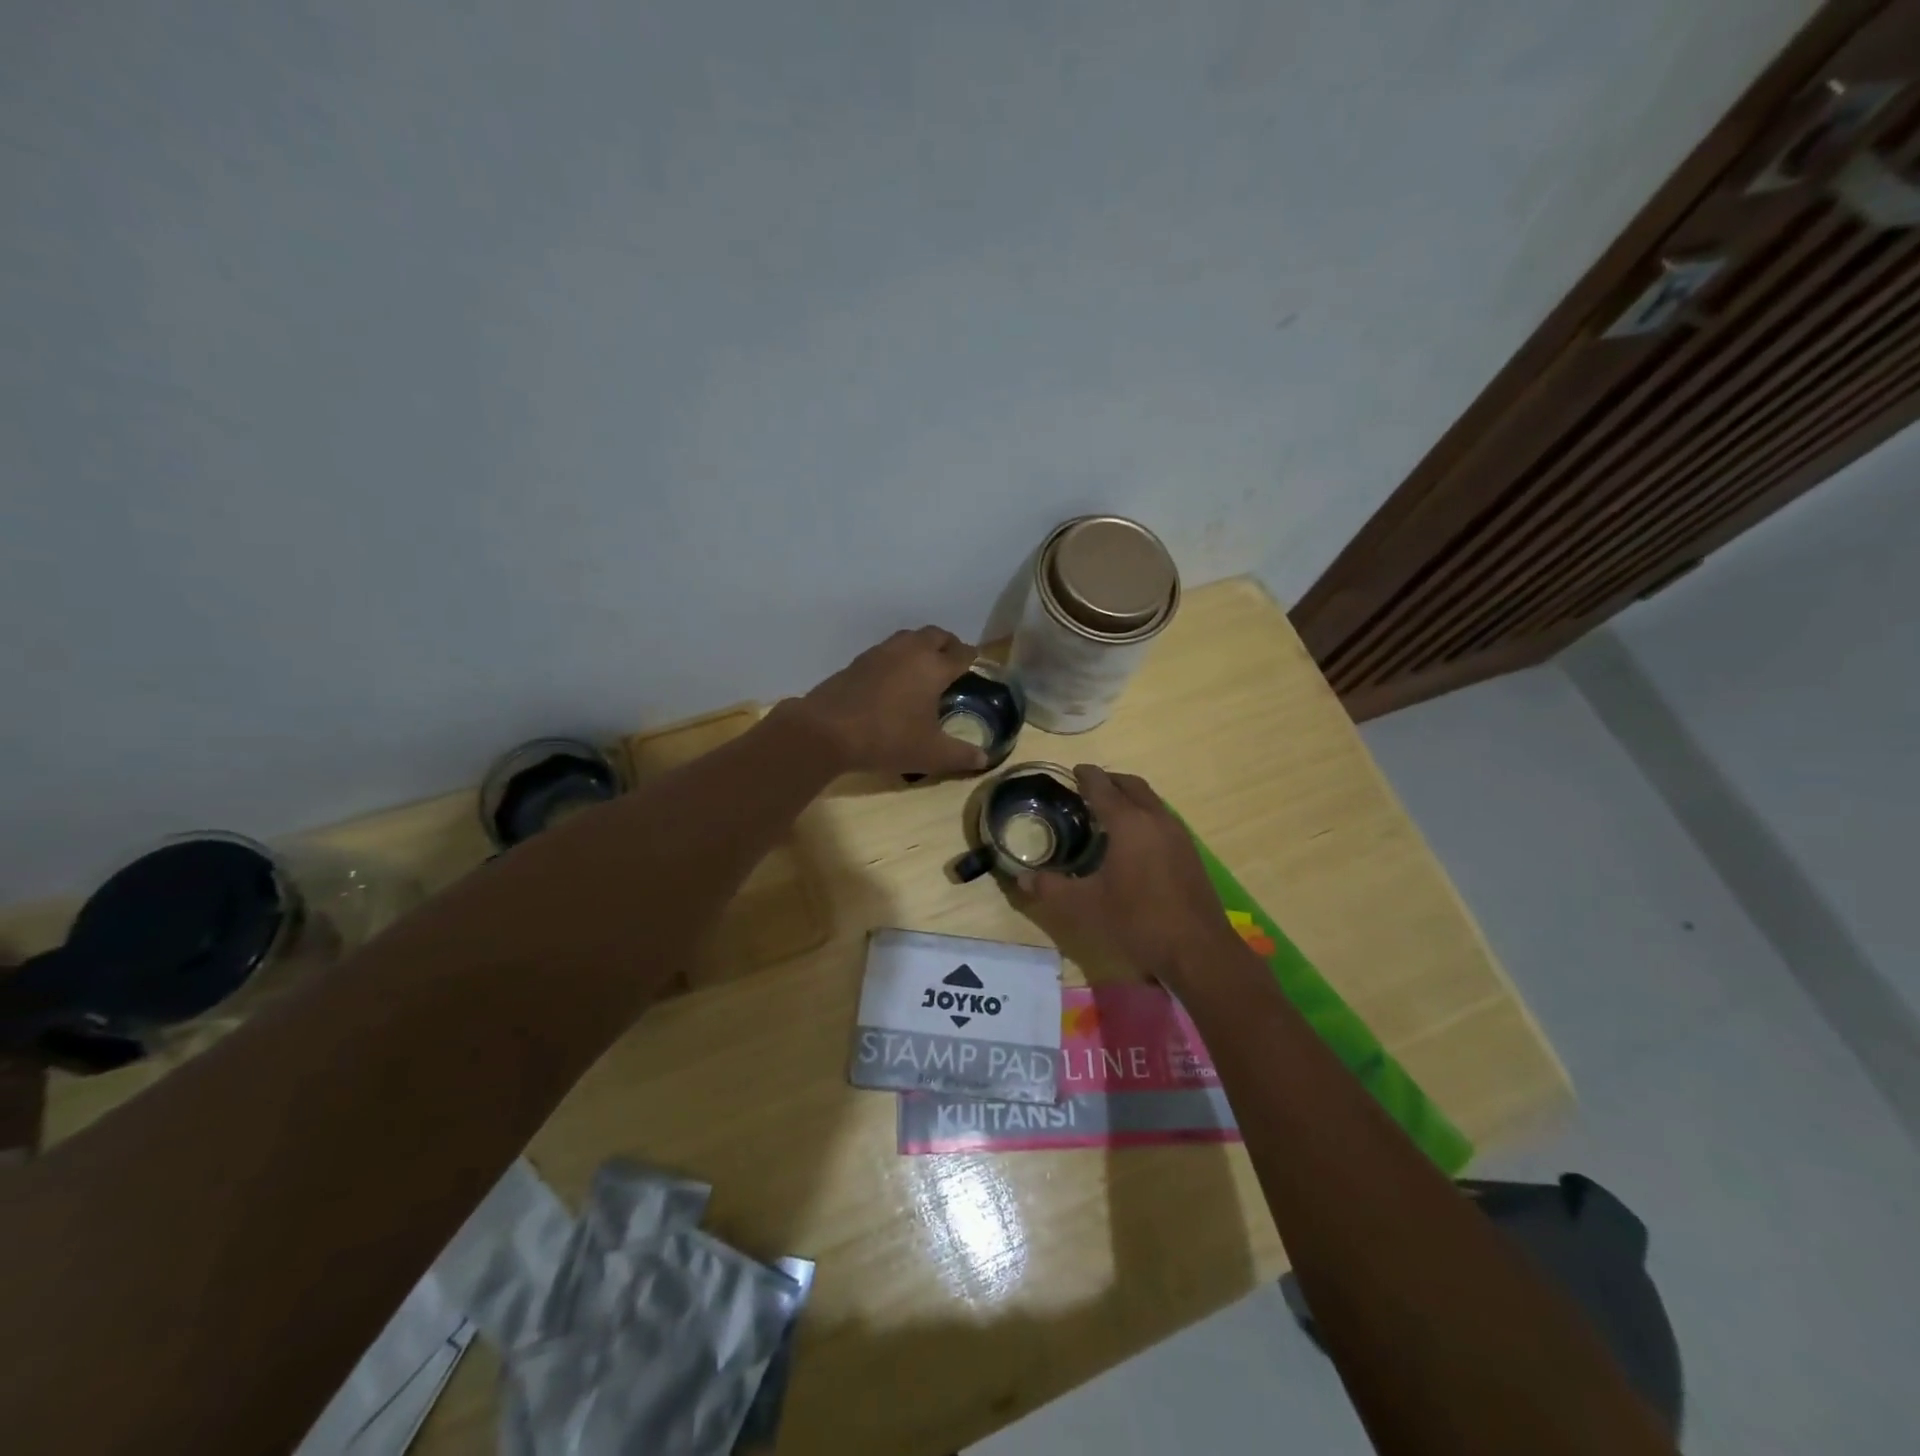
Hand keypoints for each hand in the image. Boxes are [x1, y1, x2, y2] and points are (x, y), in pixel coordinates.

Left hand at [784, 626, 989, 776]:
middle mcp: (910, 651)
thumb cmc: (888, 738)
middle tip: (953, 660)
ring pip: (909, 638)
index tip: (976, 663)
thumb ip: (961, 755)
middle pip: (936, 635)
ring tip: (925, 667)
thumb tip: (984, 758)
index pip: (961, 653)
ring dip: (921, 646)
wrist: (827, 731)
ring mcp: (880, 653)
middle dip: (948, 644)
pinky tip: (894, 678)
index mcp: (933, 667)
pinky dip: (898, 657)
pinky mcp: (858, 662)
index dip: (972, 658)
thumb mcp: (930, 754)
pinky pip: (886, 650)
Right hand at [1016, 765, 1244, 988]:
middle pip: (1132, 785)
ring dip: (1129, 798)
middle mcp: (1156, 819)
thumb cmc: (1137, 921)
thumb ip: (1051, 888)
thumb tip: (1022, 878)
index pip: (1103, 786)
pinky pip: (1162, 819)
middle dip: (1110, 781)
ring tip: (1108, 813)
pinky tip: (1133, 842)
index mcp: (1129, 823)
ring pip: (1151, 801)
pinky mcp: (1190, 853)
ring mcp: (1178, 835)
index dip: (1086, 776)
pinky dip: (1144, 815)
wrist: (1197, 951)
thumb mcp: (1085, 906)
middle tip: (1088, 789)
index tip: (1073, 772)